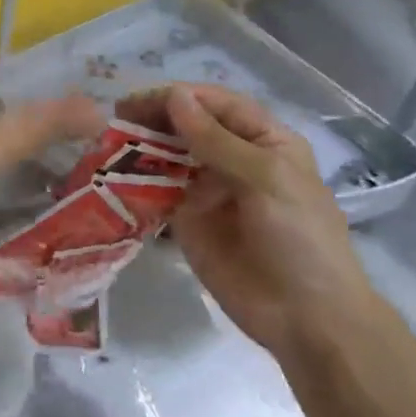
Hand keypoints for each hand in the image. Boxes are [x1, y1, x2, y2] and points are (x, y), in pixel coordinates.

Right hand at [118, 84, 378, 359]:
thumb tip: (174, 95)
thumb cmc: (299, 238)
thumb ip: (215, 138)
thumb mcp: (265, 179)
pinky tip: (113, 175)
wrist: (307, 321)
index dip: (179, 96)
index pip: (216, 103)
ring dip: (141, 146)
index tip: (140, 100)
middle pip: (188, 124)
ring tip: (108, 143)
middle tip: (116, 118)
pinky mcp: (188, 220)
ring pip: (169, 155)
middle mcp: (233, 157)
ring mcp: (208, 189)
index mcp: (263, 140)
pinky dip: (137, 181)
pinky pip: (158, 192)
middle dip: (155, 118)